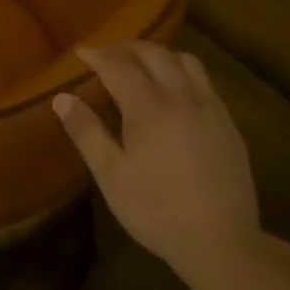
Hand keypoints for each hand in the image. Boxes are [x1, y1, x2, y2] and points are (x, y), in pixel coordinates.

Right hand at [54, 43, 275, 286]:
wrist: (222, 241)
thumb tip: (61, 98)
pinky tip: (176, 93)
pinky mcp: (228, 123)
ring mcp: (210, 108)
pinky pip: (204, 81)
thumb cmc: (157, 210)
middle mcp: (181, 96)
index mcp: (149, 106)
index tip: (81, 52)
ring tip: (143, 66)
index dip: (98, 56)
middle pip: (154, 54)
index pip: (118, 65)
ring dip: (159, 55)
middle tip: (107, 55)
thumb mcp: (111, 176)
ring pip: (185, 61)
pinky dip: (183, 73)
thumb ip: (86, 132)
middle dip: (127, 48)